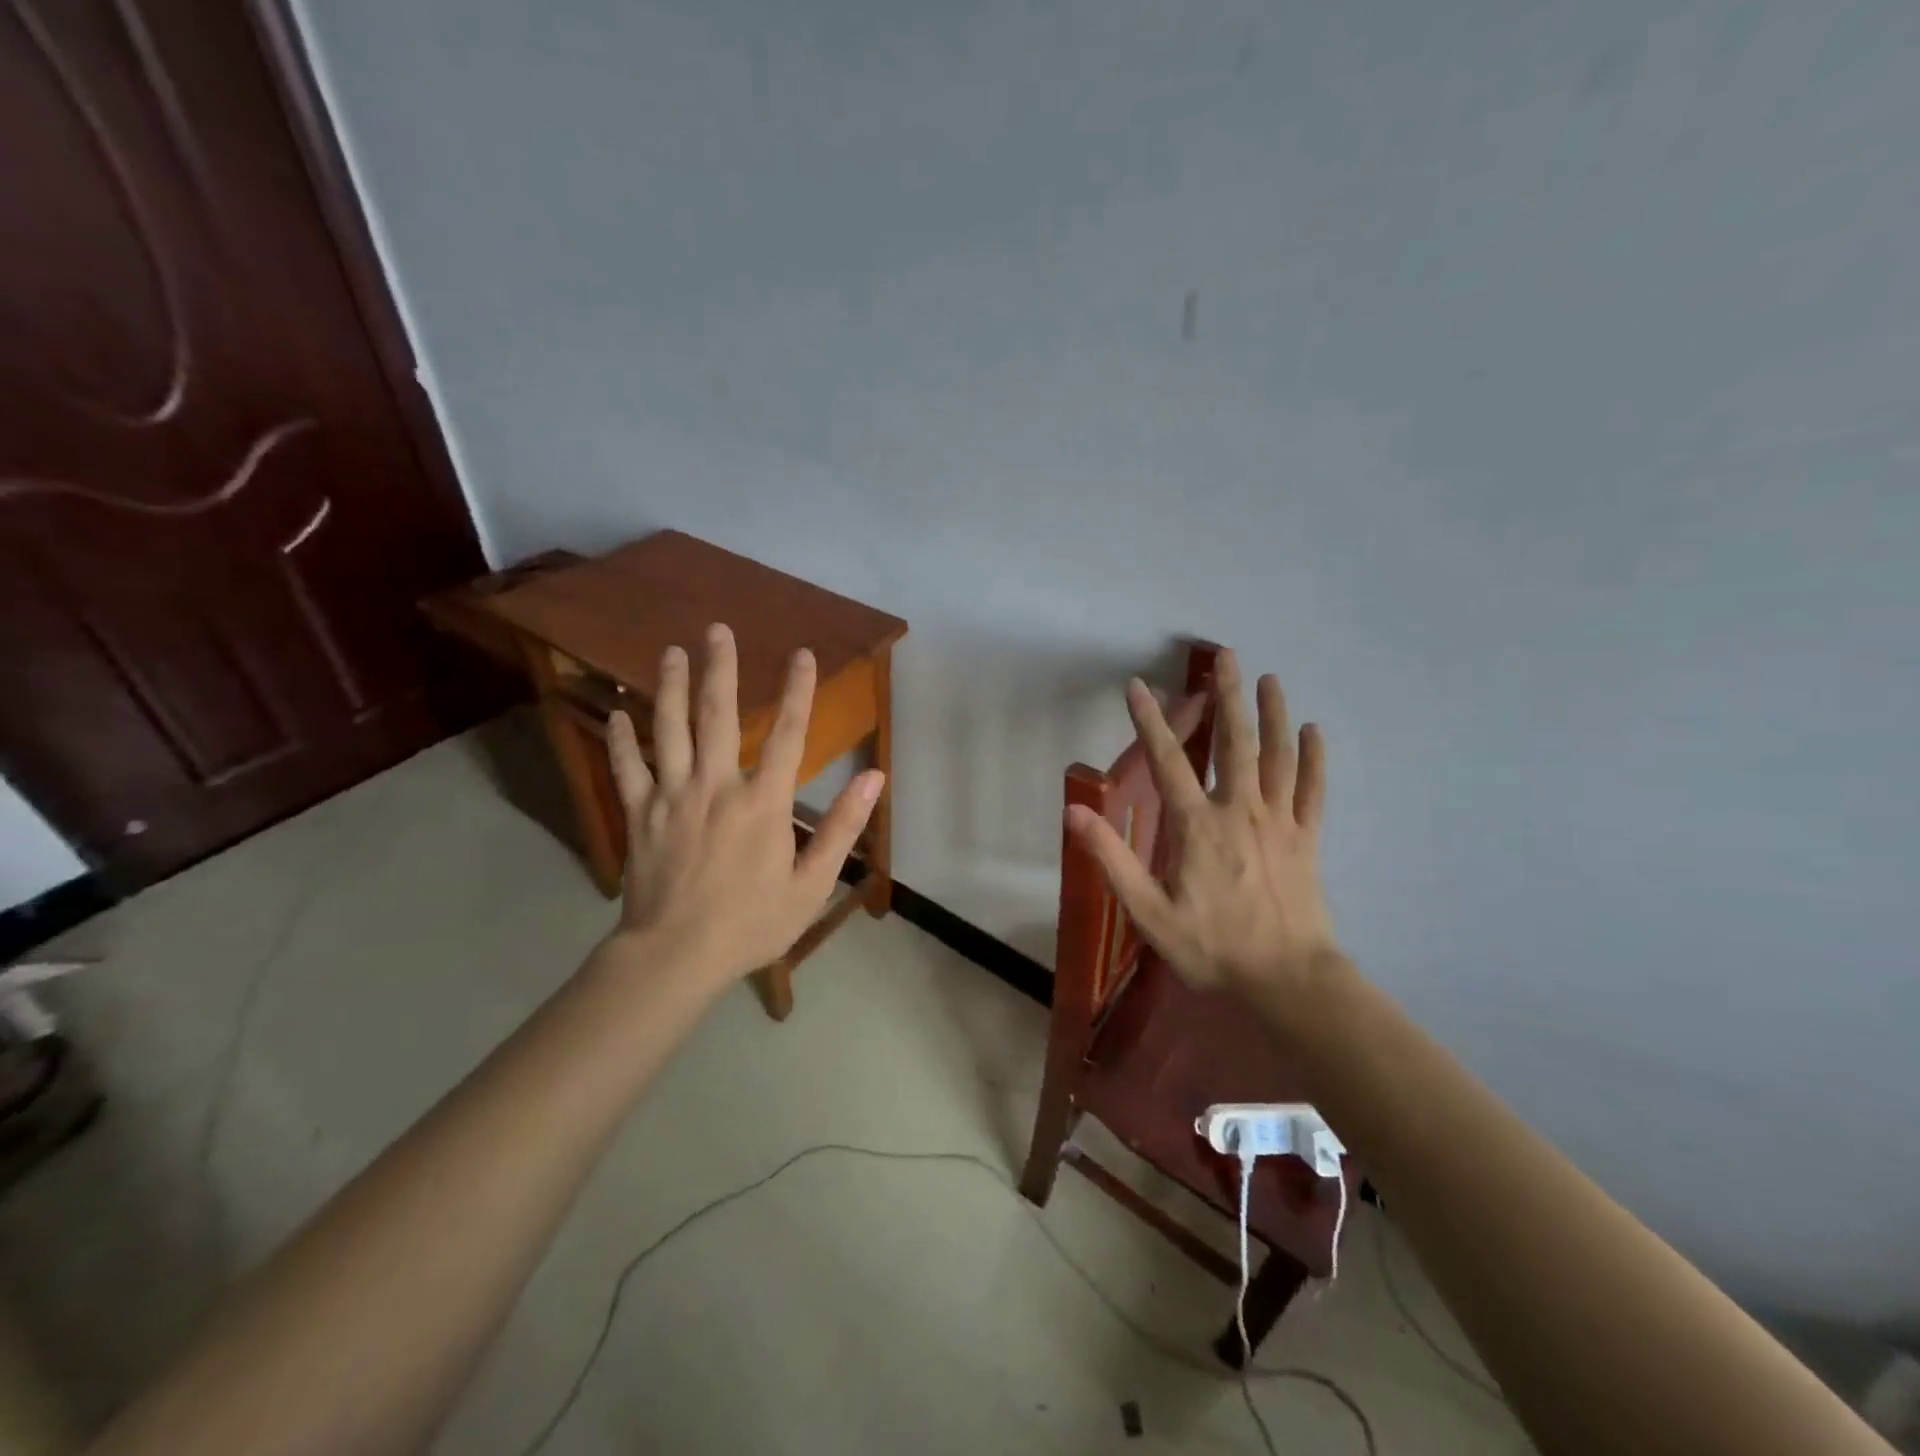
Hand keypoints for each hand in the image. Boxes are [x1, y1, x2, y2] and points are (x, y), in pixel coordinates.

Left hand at [603, 623, 882, 983]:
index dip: (799, 691)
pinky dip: (621, 738)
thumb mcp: (812, 884)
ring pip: (669, 730)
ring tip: (671, 651)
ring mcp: (672, 797)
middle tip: (716, 629)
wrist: (676, 957)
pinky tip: (615, 713)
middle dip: (719, 669)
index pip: (789, 734)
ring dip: (669, 687)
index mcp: (763, 802)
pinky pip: (628, 768)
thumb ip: (843, 828)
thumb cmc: (751, 924)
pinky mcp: (639, 815)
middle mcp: (716, 786)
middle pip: (718, 715)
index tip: (803, 654)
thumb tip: (873, 778)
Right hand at [1065, 650, 1341, 1001]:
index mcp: (1198, 826)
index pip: (1168, 762)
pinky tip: (1314, 731)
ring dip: (1273, 715)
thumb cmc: (1213, 948)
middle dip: (1229, 697)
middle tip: (1227, 657)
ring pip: (1278, 757)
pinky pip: (1313, 790)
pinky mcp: (1307, 840)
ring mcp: (1280, 823)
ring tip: (1270, 678)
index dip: (1149, 722)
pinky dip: (1313, 759)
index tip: (1138, 686)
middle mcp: (1241, 811)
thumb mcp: (1149, 912)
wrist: (1287, 980)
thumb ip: (1112, 859)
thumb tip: (1074, 812)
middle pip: (1235, 743)